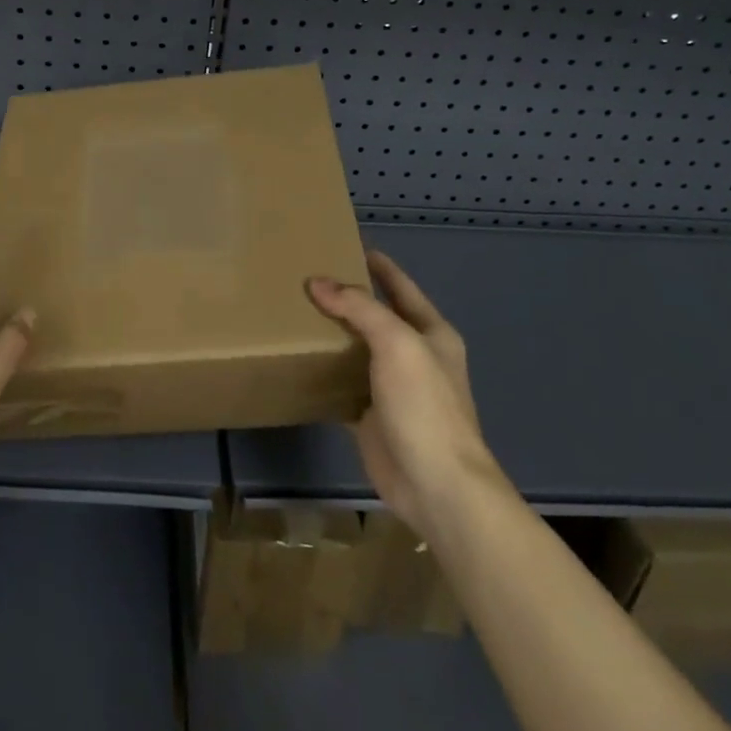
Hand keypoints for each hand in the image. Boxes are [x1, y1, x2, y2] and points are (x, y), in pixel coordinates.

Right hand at [307, 251, 502, 538]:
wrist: (437, 486)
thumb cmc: (425, 406)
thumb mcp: (397, 343)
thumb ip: (358, 308)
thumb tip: (317, 282)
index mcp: (431, 333)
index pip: (401, 287)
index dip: (378, 265)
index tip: (347, 244)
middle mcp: (413, 356)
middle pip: (376, 316)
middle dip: (346, 297)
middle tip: (305, 275)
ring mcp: (392, 387)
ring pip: (356, 349)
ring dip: (331, 333)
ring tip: (293, 310)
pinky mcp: (370, 415)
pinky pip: (342, 383)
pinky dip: (322, 370)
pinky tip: (297, 357)